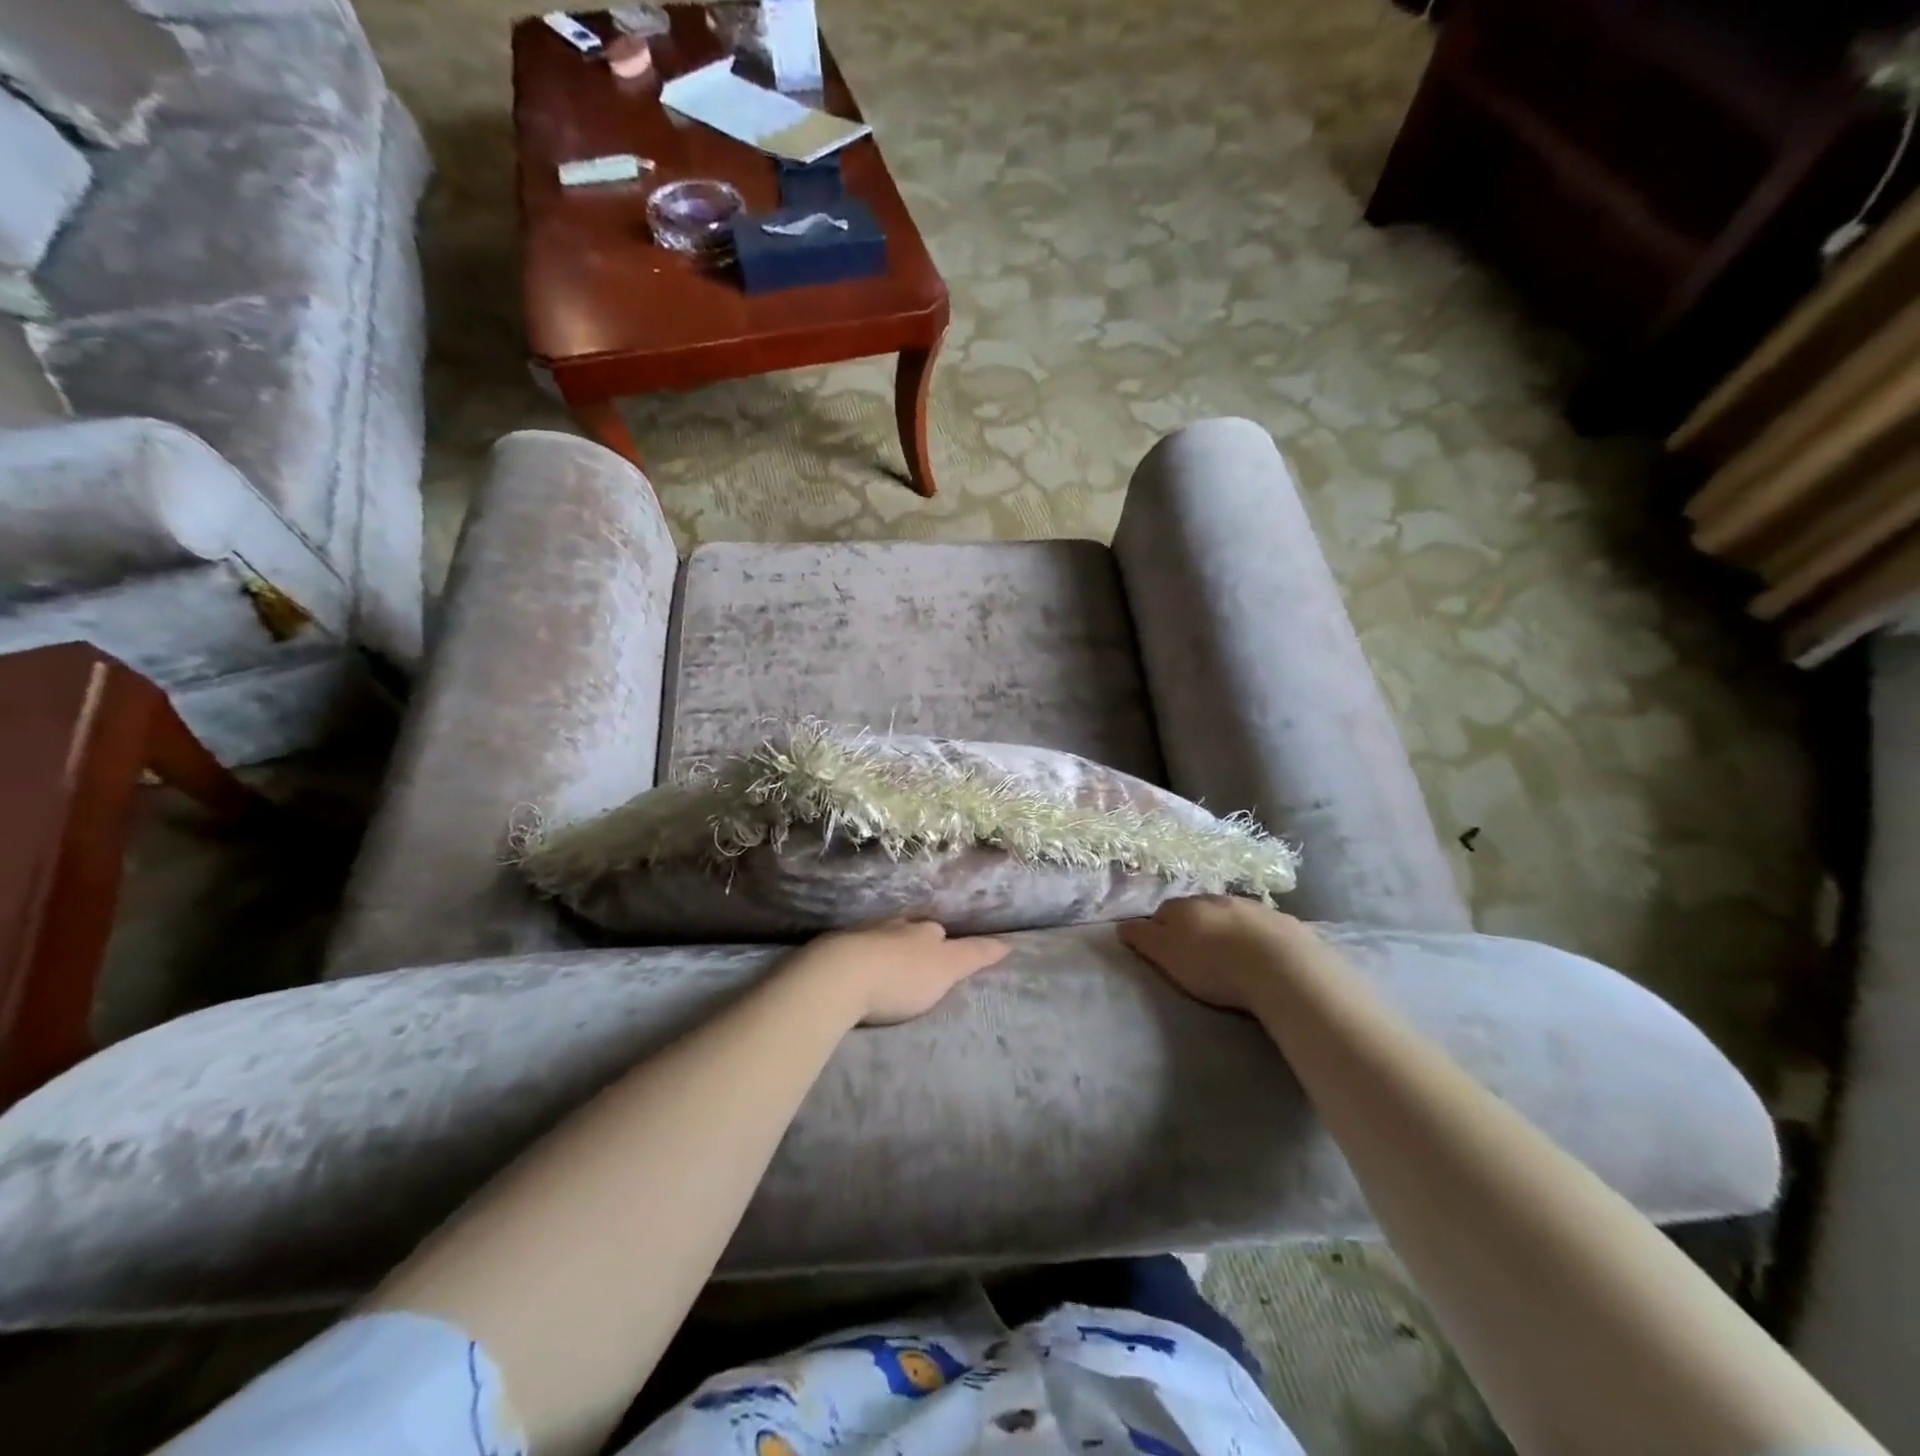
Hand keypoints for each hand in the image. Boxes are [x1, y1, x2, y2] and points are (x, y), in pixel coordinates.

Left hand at [787, 919, 1010, 1026]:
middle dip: (912, 941)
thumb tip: (1008, 943)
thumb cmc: (901, 976)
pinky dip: (857, 957)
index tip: (946, 954)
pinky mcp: (831, 951)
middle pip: (907, 930)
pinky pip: (850, 950)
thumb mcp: (947, 968)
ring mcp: (859, 935)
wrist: (838, 977)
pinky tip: (854, 970)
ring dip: (883, 947)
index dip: (944, 943)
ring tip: (886, 965)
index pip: (938, 931)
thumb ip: (975, 955)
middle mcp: (892, 925)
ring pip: (878, 936)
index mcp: (921, 930)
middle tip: (916, 960)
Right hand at [1119, 895, 1310, 1011]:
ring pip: (1231, 913)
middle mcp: (1217, 899)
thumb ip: (1143, 939)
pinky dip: (1258, 936)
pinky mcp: (1284, 923)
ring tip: (1231, 953)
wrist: (1282, 968)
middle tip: (1197, 950)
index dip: (1160, 928)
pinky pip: (1263, 926)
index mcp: (1185, 907)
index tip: (1163, 947)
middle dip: (1196, 924)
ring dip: (1227, 927)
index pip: (1163, 911)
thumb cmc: (1214, 965)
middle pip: (1198, 908)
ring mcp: (1253, 907)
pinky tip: (1262, 955)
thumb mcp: (1167, 956)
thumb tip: (1122, 925)